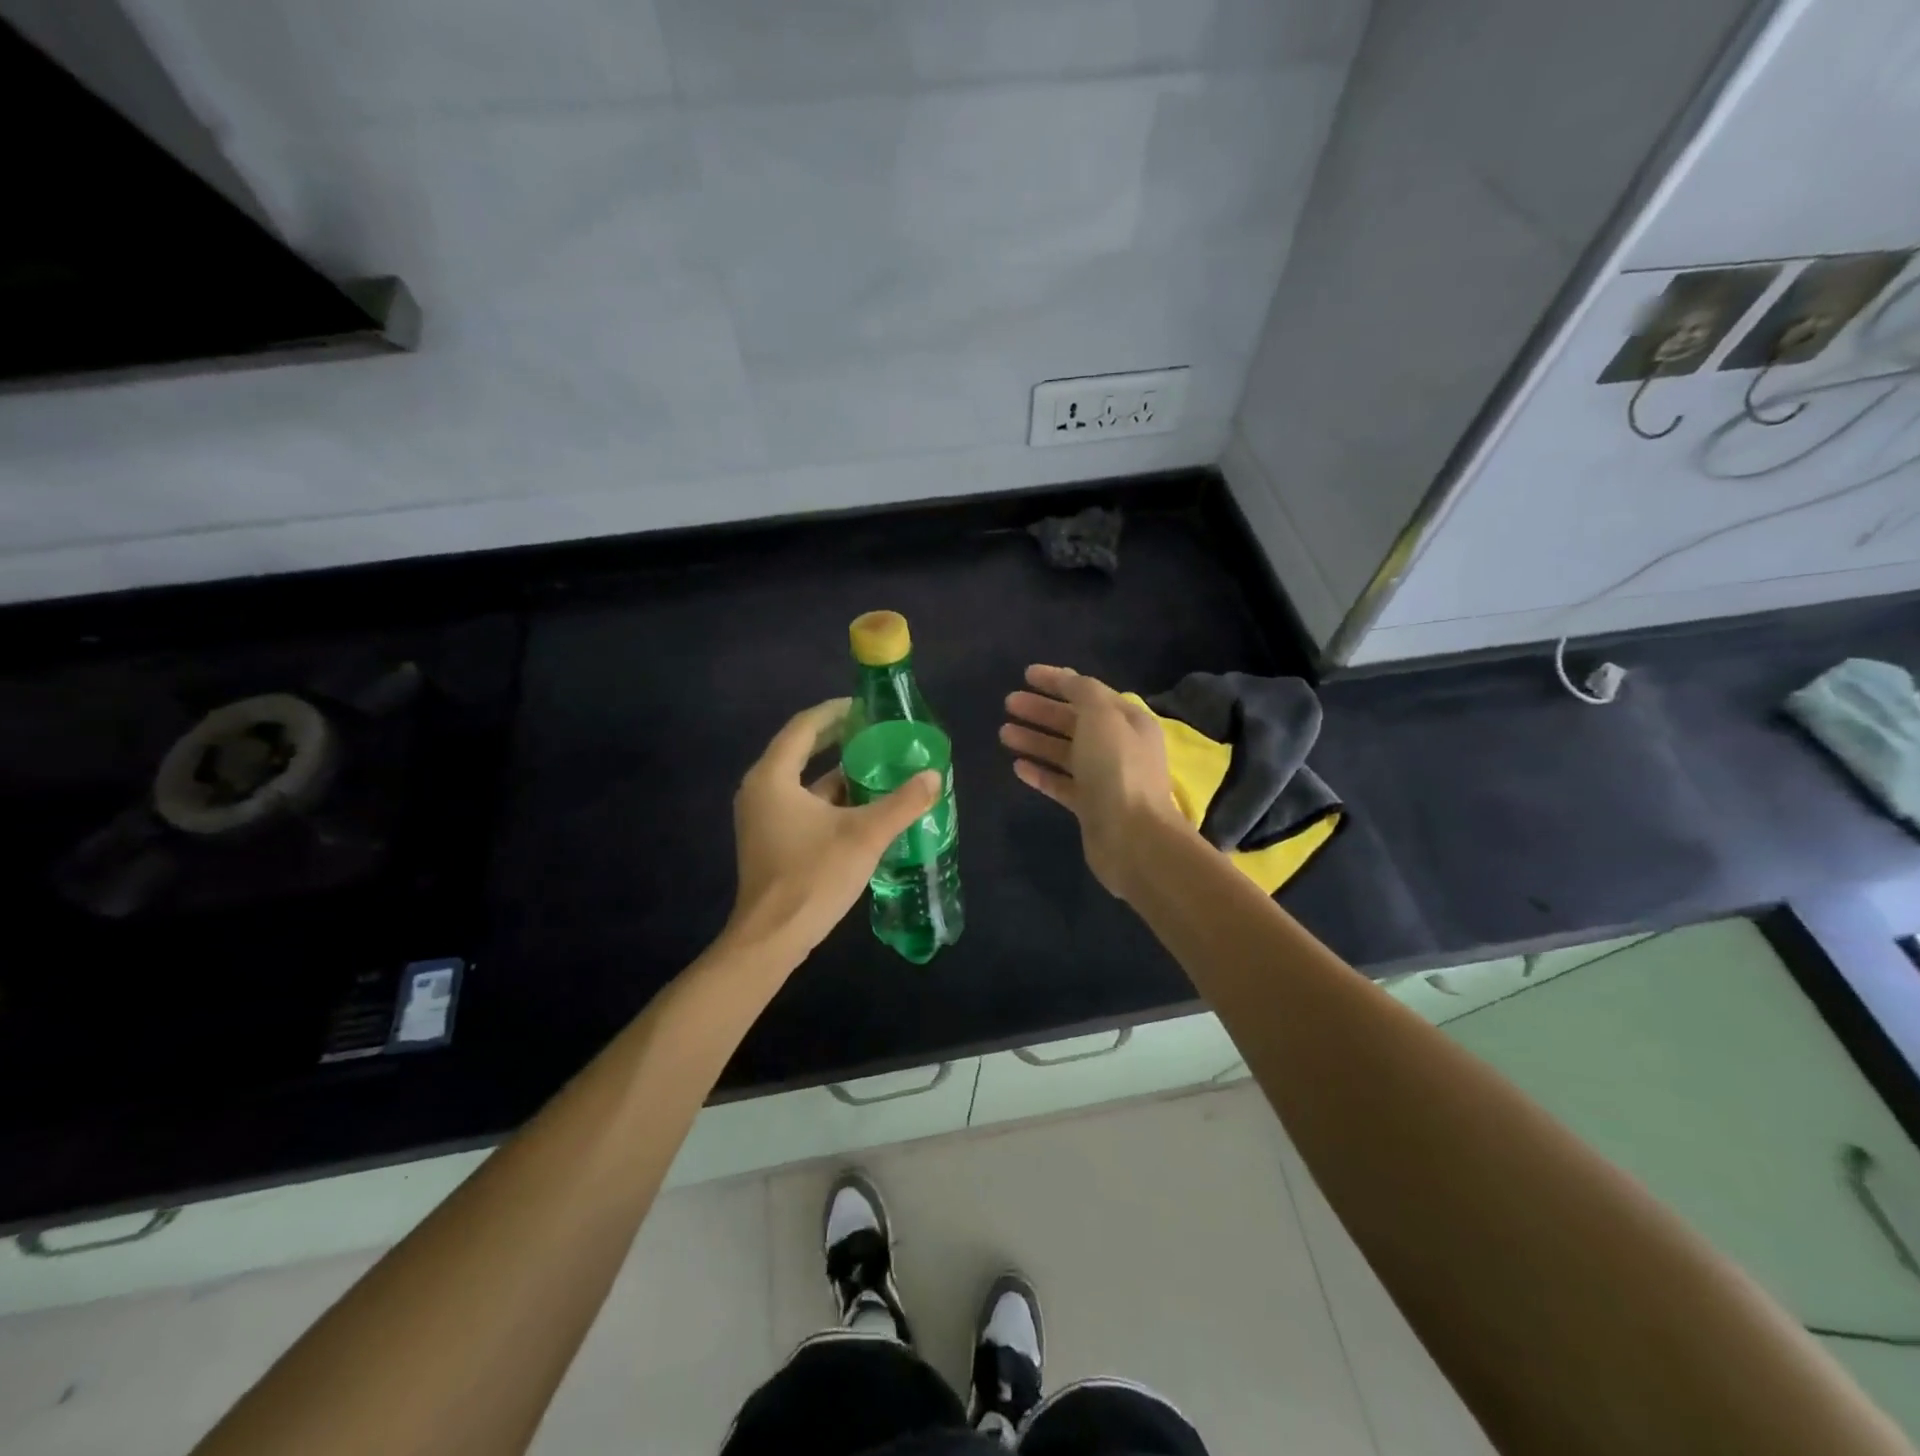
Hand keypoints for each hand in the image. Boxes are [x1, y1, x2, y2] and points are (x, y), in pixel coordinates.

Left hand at [727, 699, 940, 959]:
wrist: (771, 938)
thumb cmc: (813, 877)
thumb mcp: (865, 835)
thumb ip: (902, 802)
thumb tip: (934, 776)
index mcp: (773, 777)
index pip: (804, 727)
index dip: (835, 712)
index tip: (866, 706)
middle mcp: (761, 789)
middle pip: (801, 750)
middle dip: (838, 739)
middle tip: (876, 731)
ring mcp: (762, 816)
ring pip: (802, 780)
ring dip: (837, 771)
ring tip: (877, 765)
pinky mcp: (769, 839)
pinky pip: (800, 803)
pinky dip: (829, 797)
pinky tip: (862, 805)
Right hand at [1000, 664, 1188, 899]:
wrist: (1132, 837)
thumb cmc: (1117, 769)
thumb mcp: (1102, 716)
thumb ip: (1082, 692)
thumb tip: (1068, 680)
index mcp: (1128, 721)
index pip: (1088, 692)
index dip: (1058, 681)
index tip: (1025, 674)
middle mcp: (1118, 746)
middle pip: (1074, 721)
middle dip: (1041, 710)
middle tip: (1008, 703)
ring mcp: (1104, 778)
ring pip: (1064, 752)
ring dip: (1035, 740)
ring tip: (1003, 733)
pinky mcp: (1089, 806)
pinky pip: (1061, 783)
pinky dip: (1040, 773)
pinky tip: (1017, 766)